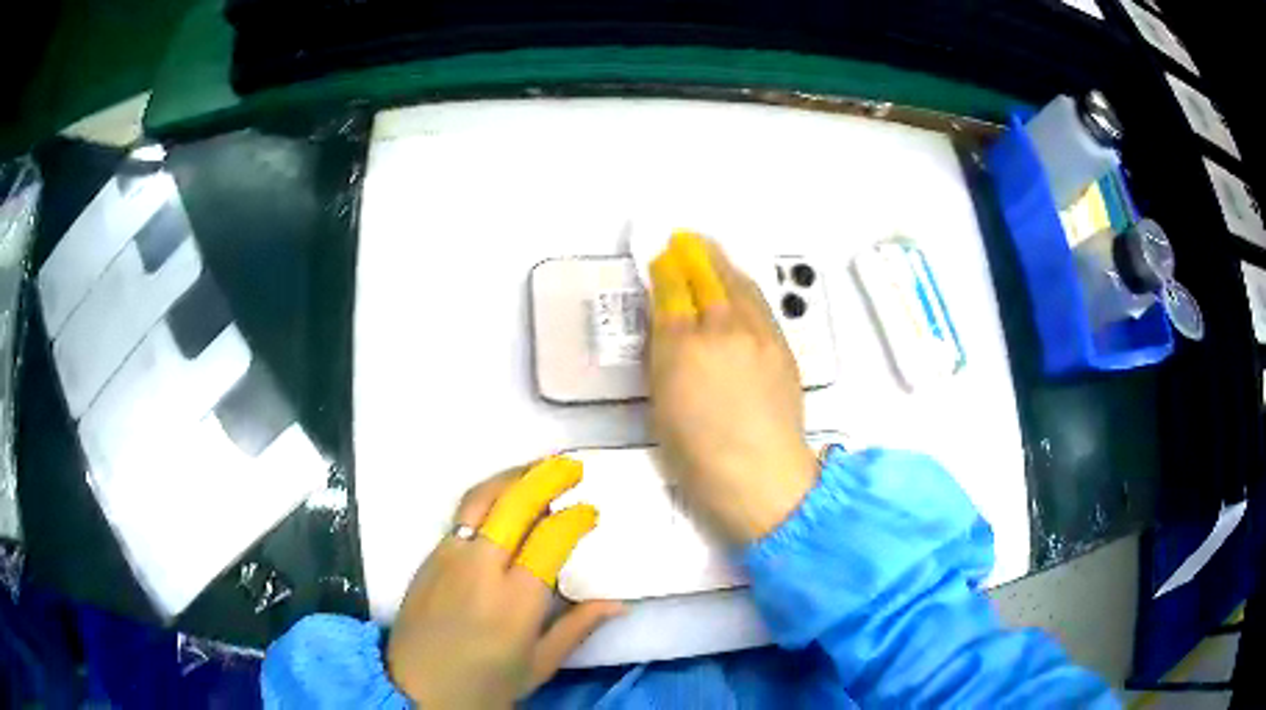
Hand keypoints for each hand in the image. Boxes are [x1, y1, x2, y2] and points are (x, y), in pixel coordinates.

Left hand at [386, 458, 622, 708]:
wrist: (415, 689)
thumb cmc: (483, 686)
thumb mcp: (538, 666)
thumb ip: (577, 629)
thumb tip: (618, 603)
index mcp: (515, 602)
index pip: (550, 539)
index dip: (574, 518)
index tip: (590, 512)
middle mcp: (480, 569)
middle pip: (513, 504)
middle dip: (546, 477)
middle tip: (571, 467)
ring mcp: (448, 557)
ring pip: (481, 498)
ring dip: (513, 477)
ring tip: (539, 469)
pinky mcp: (429, 556)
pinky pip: (462, 514)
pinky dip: (489, 497)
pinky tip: (504, 502)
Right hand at [648, 233, 819, 543]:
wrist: (762, 474)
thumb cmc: (698, 456)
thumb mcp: (661, 406)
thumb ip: (663, 358)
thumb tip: (667, 326)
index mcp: (682, 349)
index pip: (671, 295)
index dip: (664, 273)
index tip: (659, 259)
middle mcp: (721, 331)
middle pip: (706, 279)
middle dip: (693, 255)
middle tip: (683, 240)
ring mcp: (757, 335)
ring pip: (739, 285)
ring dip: (721, 264)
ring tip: (710, 253)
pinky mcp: (781, 346)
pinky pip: (760, 303)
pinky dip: (744, 286)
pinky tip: (739, 286)